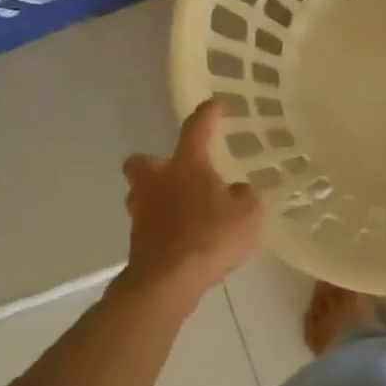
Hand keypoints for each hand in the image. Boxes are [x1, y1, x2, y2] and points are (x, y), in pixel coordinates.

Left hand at [121, 100, 262, 299]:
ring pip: (143, 193)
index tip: (216, 105)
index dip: (208, 114)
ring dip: (159, 196)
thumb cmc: (211, 236)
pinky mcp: (137, 239)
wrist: (168, 279)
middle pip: (143, 161)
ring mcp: (142, 210)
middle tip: (179, 174)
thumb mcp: (248, 213)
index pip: (196, 128)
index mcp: (187, 165)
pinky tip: (184, 236)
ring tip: (184, 209)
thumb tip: (235, 191)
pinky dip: (163, 225)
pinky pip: (150, 223)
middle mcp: (157, 181)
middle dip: (156, 164)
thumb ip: (245, 196)